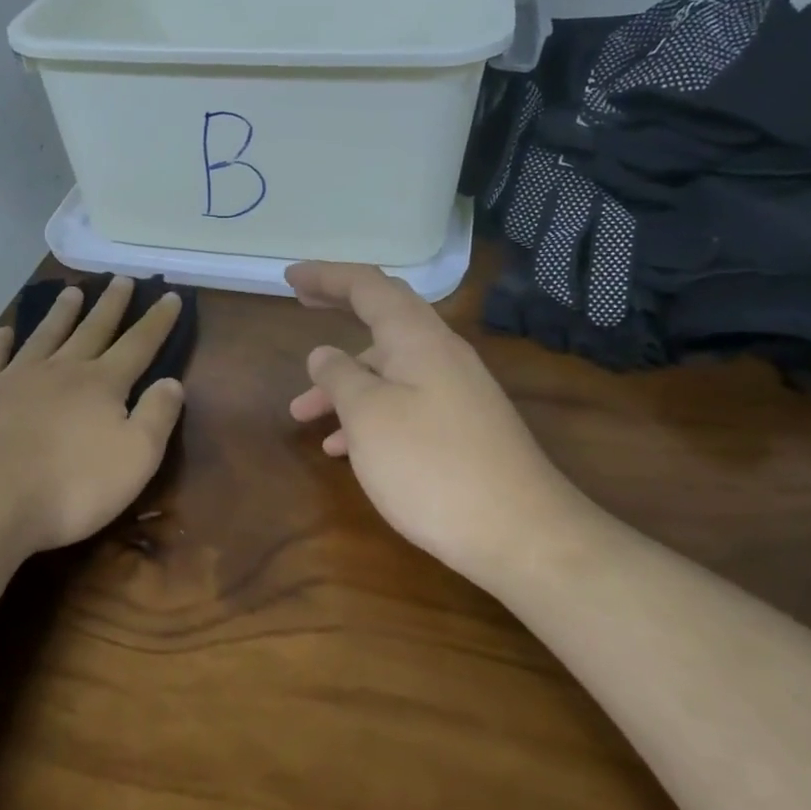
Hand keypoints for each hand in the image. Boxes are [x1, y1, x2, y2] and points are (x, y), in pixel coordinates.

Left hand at [0, 277, 185, 557]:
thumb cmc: (71, 486)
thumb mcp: (136, 458)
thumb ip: (157, 416)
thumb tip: (172, 382)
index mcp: (102, 384)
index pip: (138, 344)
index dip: (157, 321)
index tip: (169, 295)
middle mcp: (62, 370)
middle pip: (92, 330)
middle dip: (111, 305)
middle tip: (121, 279)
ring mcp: (16, 378)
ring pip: (45, 336)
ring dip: (61, 313)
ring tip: (72, 290)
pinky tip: (3, 332)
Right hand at [286, 262, 578, 584]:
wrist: (520, 533)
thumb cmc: (431, 466)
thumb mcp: (368, 416)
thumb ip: (339, 377)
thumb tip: (324, 354)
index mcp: (417, 338)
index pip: (369, 286)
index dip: (327, 276)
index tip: (291, 276)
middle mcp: (440, 354)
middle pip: (383, 318)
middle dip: (340, 310)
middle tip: (300, 304)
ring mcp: (455, 392)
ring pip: (389, 369)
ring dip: (344, 382)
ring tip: (302, 414)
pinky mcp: (461, 428)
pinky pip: (404, 403)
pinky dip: (369, 414)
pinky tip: (344, 448)